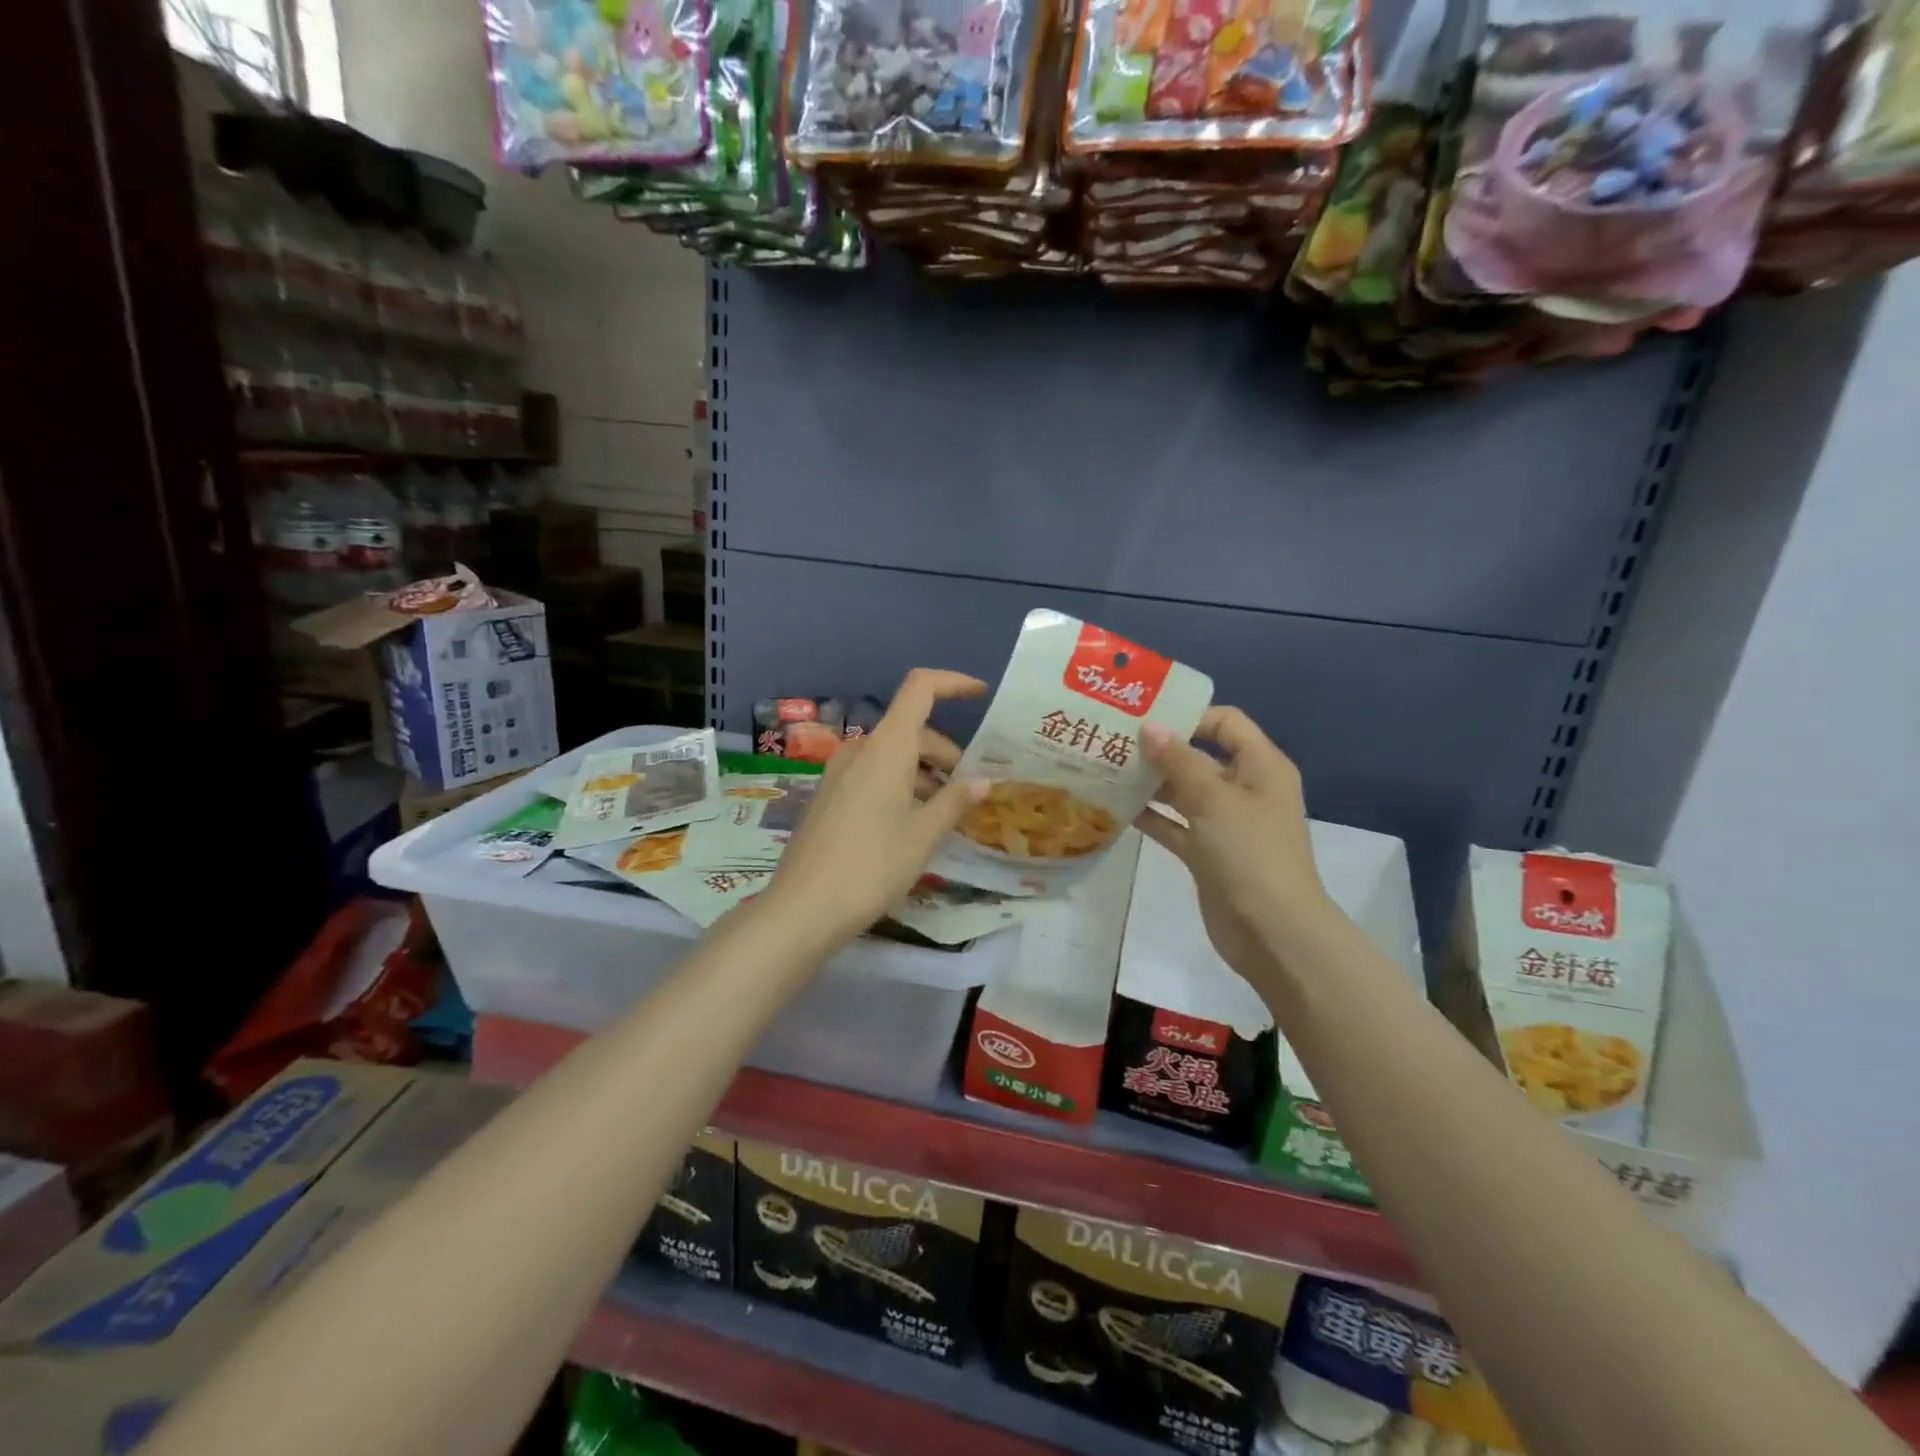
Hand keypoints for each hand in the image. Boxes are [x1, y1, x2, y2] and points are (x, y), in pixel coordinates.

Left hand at [761, 669, 988, 949]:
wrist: (803, 907)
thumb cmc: (872, 866)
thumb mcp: (923, 835)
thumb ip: (955, 802)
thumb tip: (983, 782)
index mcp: (886, 747)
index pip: (920, 689)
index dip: (953, 683)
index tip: (981, 694)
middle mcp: (860, 749)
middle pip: (910, 729)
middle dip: (944, 752)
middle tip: (969, 789)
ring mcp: (839, 772)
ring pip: (891, 754)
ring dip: (922, 772)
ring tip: (944, 812)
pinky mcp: (828, 795)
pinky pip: (872, 773)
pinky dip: (898, 783)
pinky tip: (910, 821)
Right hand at [1134, 707, 1332, 978]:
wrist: (1271, 932)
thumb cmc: (1249, 853)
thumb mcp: (1214, 799)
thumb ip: (1179, 762)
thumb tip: (1149, 727)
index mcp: (1260, 766)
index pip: (1225, 723)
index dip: (1188, 716)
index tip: (1144, 717)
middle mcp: (1244, 789)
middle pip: (1199, 756)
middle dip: (1160, 748)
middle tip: (1113, 740)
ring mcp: (1225, 823)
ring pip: (1183, 792)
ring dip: (1151, 782)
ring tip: (1107, 768)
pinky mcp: (1207, 853)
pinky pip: (1175, 825)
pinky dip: (1151, 816)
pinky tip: (1116, 807)